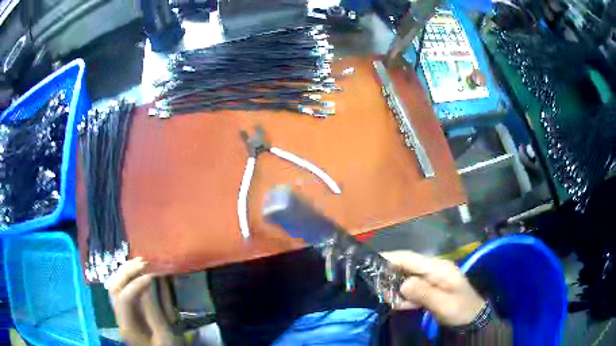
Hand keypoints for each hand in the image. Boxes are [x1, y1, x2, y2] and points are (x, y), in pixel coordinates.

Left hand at [106, 258, 181, 345]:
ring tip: (140, 262)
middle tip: (143, 262)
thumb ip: (154, 313)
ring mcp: (121, 312)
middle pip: (113, 288)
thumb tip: (148, 286)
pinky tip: (137, 271)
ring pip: (114, 285)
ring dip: (125, 271)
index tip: (152, 276)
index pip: (124, 298)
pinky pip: (121, 289)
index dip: (136, 284)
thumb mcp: (164, 337)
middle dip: (127, 272)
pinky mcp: (127, 310)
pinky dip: (127, 277)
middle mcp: (119, 316)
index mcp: (127, 326)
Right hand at [382, 251, 485, 326]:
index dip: (390, 258)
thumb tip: (402, 283)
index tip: (371, 262)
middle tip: (376, 289)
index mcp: (438, 267)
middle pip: (406, 266)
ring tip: (387, 300)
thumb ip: (423, 293)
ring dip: (395, 289)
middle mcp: (433, 268)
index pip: (410, 258)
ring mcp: (431, 277)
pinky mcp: (430, 287)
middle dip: (390, 276)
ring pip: (406, 278)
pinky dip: (403, 296)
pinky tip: (400, 304)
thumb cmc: (460, 309)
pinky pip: (411, 288)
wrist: (472, 318)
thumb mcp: (443, 303)